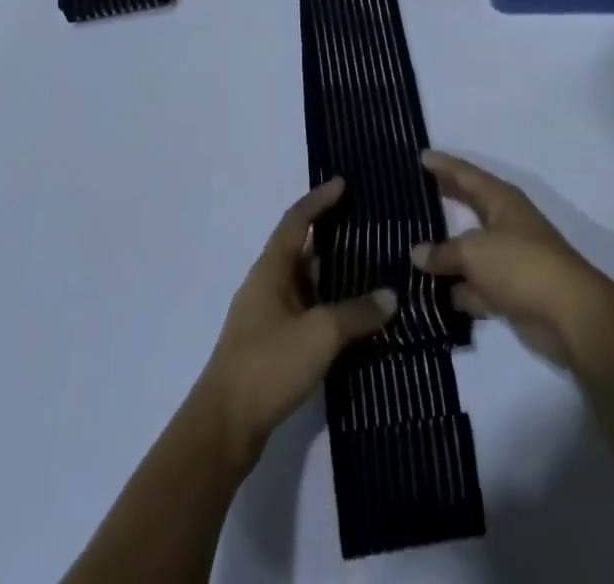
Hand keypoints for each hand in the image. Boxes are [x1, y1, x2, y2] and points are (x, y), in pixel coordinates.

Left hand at [195, 178, 396, 468]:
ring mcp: (266, 317)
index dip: (319, 199)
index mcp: (271, 269)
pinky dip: (327, 305)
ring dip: (331, 273)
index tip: (343, 183)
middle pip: (300, 248)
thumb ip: (357, 313)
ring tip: (368, 266)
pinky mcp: (270, 346)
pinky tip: (351, 317)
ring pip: (304, 282)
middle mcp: (266, 285)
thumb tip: (391, 296)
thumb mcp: (320, 334)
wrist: (223, 429)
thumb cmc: (268, 365)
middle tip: (365, 224)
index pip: (296, 220)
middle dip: (330, 234)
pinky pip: (304, 311)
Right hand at [410, 150, 613, 369]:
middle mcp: (505, 223)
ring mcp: (508, 259)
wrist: (569, 315)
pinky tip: (428, 297)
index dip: (443, 165)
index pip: (466, 174)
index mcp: (501, 200)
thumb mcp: (474, 252)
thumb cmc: (520, 265)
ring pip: (469, 253)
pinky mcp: (510, 292)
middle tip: (412, 196)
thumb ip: (443, 252)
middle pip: (468, 207)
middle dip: (443, 202)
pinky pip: (475, 286)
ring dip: (445, 256)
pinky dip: (457, 291)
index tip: (420, 155)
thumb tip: (417, 254)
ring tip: (409, 252)